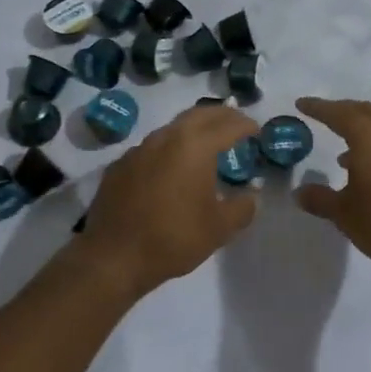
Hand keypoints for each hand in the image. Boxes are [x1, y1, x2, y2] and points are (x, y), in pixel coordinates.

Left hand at [73, 105, 260, 296]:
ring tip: (207, 142)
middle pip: (199, 114)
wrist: (114, 256)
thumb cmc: (173, 238)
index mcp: (195, 146)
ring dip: (194, 129)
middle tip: (235, 123)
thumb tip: (252, 195)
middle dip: (221, 115)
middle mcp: (166, 138)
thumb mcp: (219, 228)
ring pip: (173, 127)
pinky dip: (170, 148)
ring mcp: (139, 149)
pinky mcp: (121, 164)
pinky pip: (152, 147)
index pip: (228, 125)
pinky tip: (172, 166)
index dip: (245, 125)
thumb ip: (242, 207)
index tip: (256, 129)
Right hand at [292, 97, 370, 273]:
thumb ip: (320, 199)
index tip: (302, 103)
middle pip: (363, 111)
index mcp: (368, 137)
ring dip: (362, 131)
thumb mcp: (344, 213)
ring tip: (344, 153)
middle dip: (342, 111)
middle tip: (324, 116)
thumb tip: (299, 192)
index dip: (318, 108)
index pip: (338, 113)